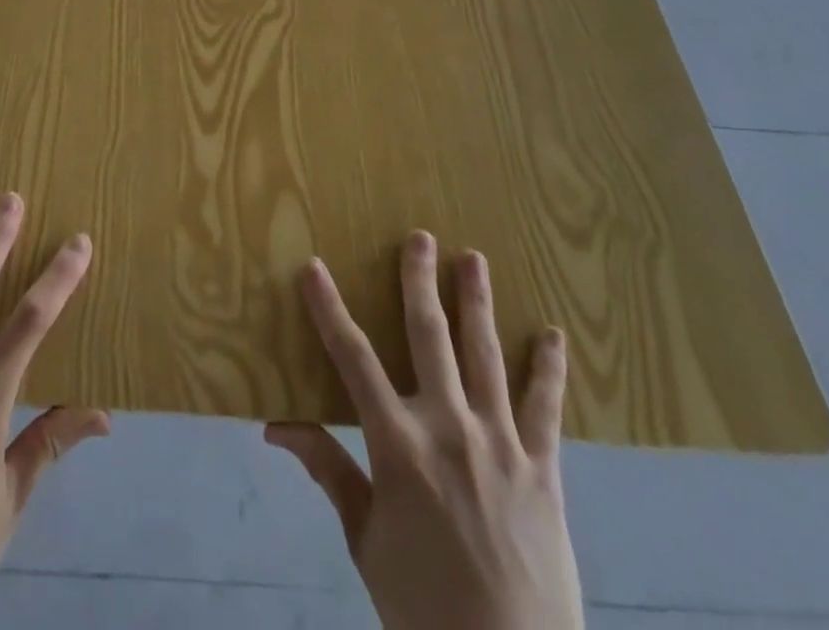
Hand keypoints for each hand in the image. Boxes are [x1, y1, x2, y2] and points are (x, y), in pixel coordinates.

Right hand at [266, 236, 581, 629]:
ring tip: (474, 259)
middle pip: (430, 337)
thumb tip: (276, 427)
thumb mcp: (364, 540)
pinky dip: (548, 369)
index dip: (329, 309)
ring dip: (479, 303)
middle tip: (419, 237)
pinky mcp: (545, 471)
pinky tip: (553, 335)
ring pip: (486, 356)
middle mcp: (449, 428)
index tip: (313, 267)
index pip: (352, 359)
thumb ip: (328, 470)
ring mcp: (501, 445)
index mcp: (398, 445)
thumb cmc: (422, 606)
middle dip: (420, 282)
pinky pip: (546, 409)